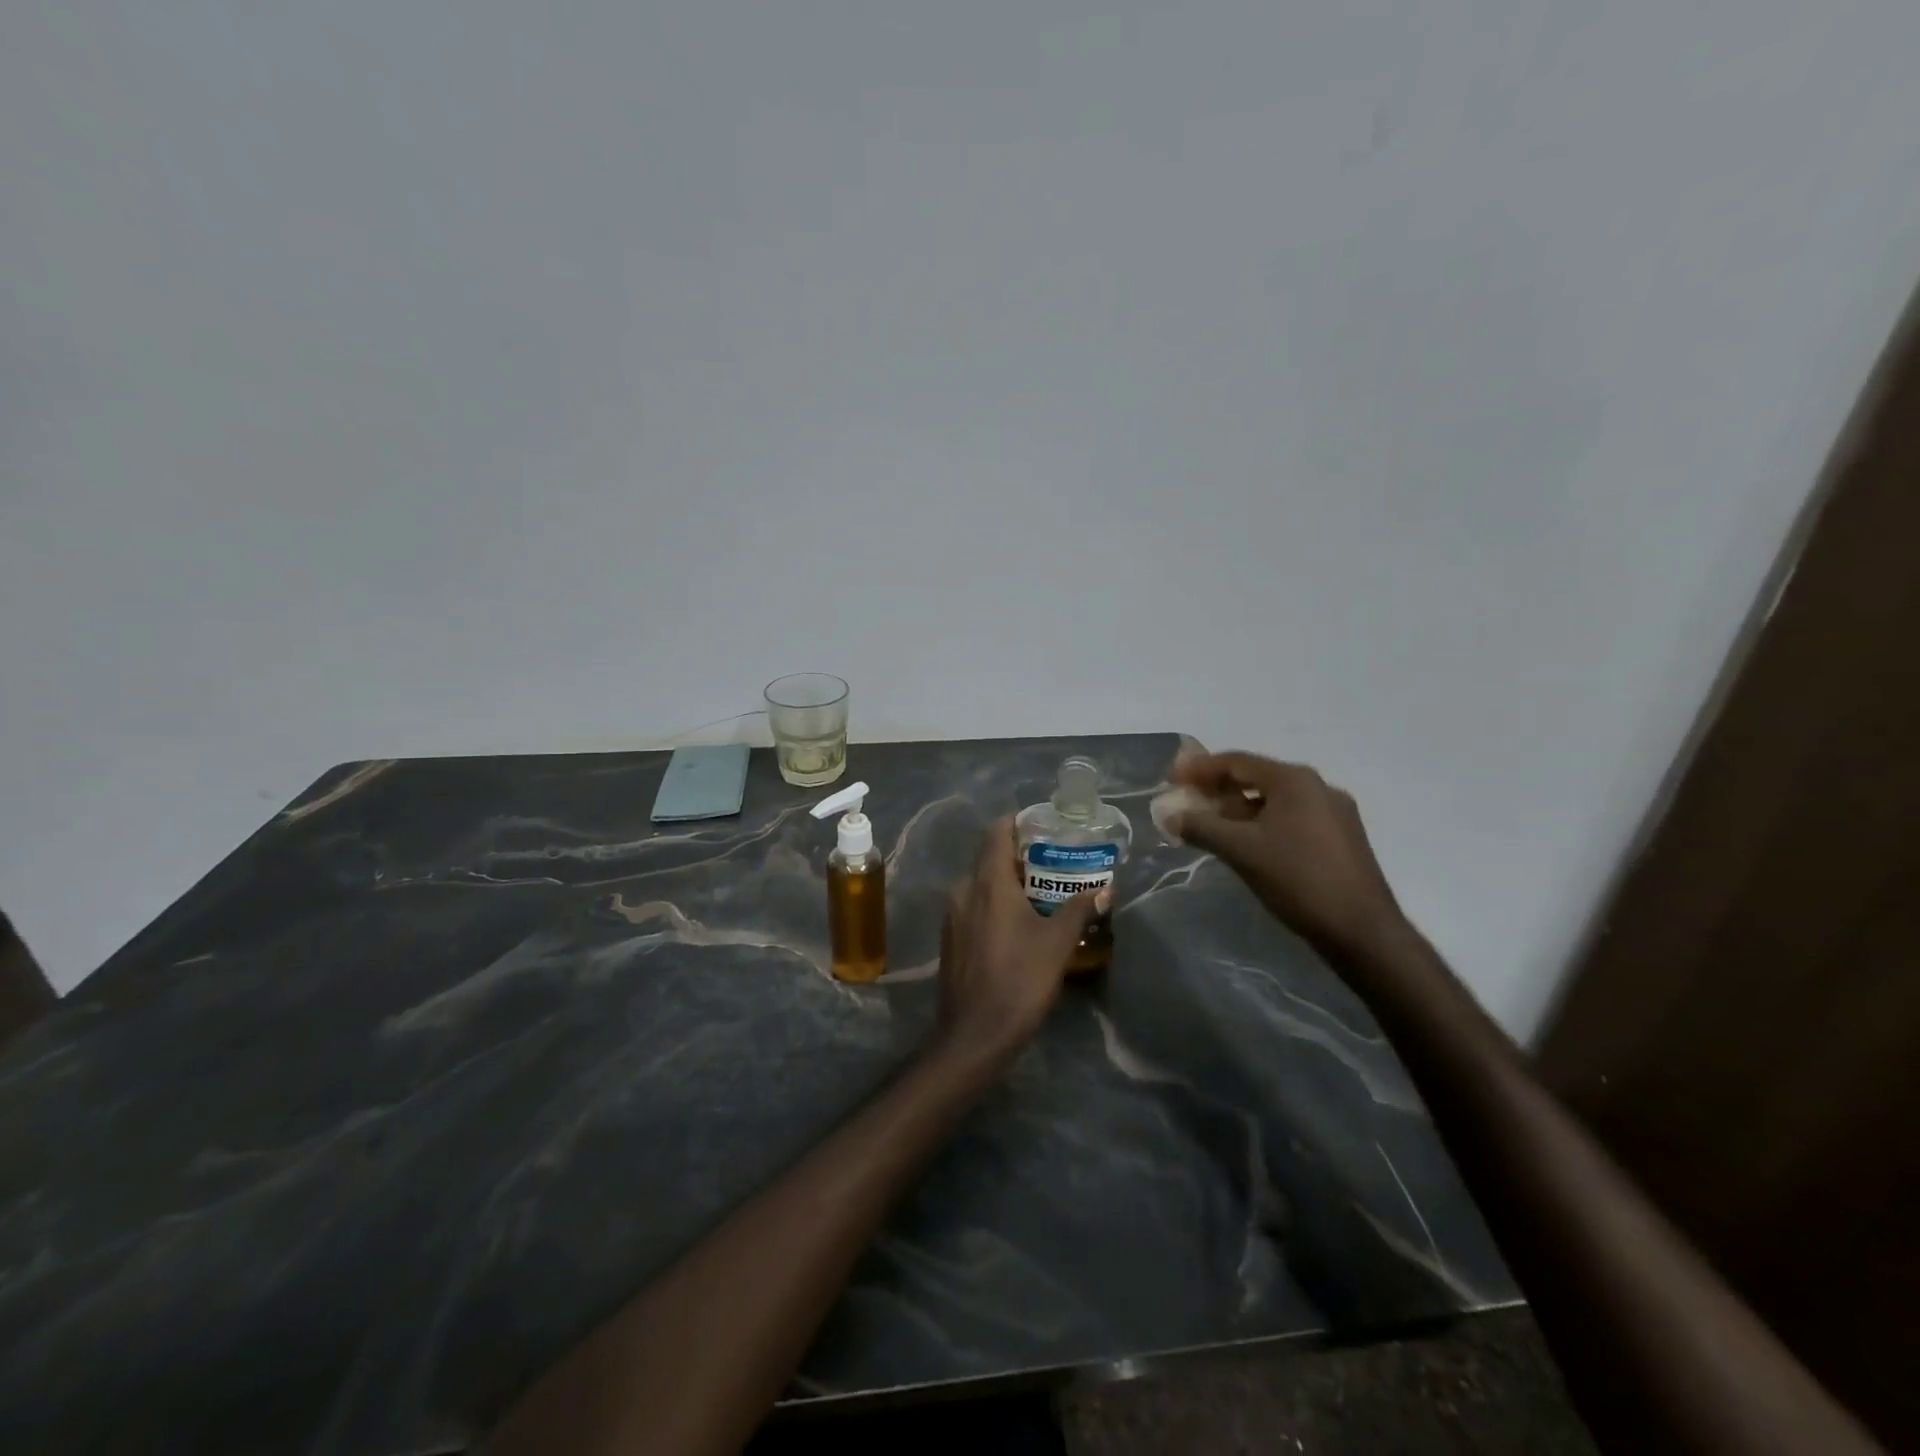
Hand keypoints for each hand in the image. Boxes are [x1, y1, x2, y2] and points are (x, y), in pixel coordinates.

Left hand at [934, 816, 1106, 1060]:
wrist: (974, 1034)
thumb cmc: (1019, 980)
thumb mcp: (1057, 943)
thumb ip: (1079, 909)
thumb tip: (1105, 889)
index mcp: (988, 883)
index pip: (996, 833)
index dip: (1017, 823)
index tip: (1043, 825)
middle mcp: (963, 890)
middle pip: (989, 858)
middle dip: (1020, 855)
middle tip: (1054, 861)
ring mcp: (952, 915)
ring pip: (981, 884)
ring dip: (1008, 882)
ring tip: (1042, 892)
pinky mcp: (950, 938)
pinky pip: (973, 906)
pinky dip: (995, 903)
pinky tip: (1018, 922)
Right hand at [1164, 750, 1403, 958]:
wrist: (1362, 930)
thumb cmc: (1297, 880)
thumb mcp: (1240, 851)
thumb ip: (1201, 827)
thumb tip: (1169, 815)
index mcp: (1294, 780)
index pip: (1236, 761)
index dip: (1199, 768)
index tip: (1170, 778)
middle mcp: (1317, 786)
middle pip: (1256, 777)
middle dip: (1218, 788)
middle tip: (1187, 800)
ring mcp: (1334, 812)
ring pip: (1274, 800)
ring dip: (1239, 808)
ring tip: (1211, 824)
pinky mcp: (1341, 837)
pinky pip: (1291, 817)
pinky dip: (1262, 822)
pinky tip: (1247, 843)